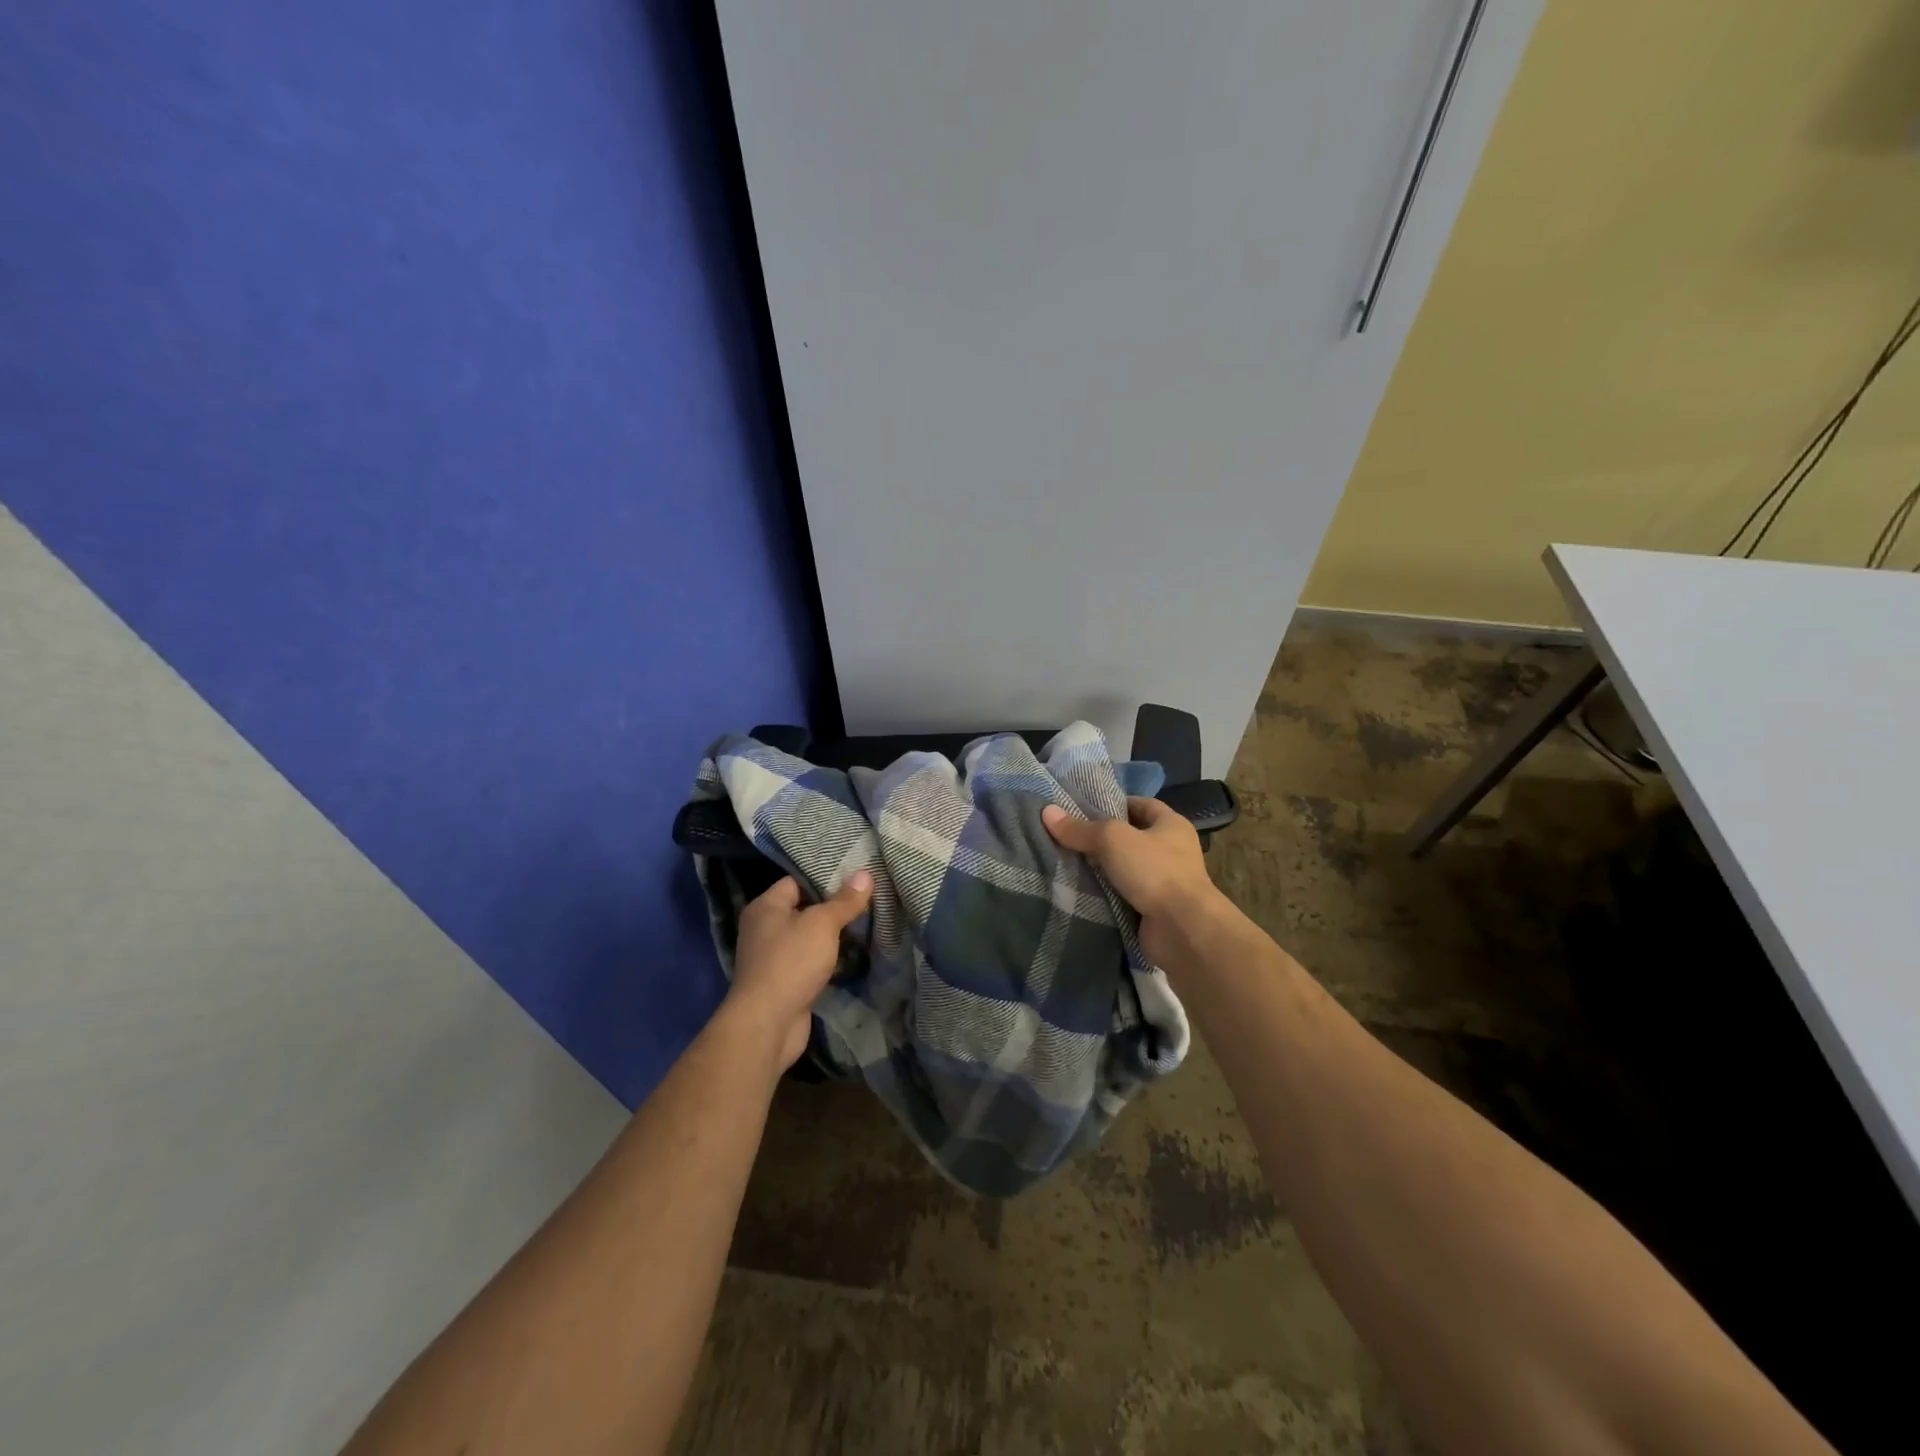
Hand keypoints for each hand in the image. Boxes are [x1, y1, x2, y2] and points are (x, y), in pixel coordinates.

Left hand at [726, 871, 873, 1069]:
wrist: (768, 1023)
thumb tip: (866, 873)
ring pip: (808, 938)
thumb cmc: (791, 962)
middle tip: (866, 900)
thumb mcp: (823, 924)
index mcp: (765, 907)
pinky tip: (851, 956)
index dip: (824, 878)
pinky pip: (809, 962)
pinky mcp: (783, 982)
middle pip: (803, 909)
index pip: (796, 881)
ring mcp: (772, 957)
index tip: (855, 877)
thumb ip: (844, 901)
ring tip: (865, 924)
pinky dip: (827, 960)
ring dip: (831, 936)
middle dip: (832, 908)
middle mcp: (763, 928)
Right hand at [1042, 797, 1224, 966]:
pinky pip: (1124, 895)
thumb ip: (1081, 828)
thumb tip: (1047, 812)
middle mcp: (1172, 851)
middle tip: (1067, 836)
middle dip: (1101, 839)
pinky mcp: (1154, 910)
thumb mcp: (1113, 840)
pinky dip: (1106, 894)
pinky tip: (1080, 891)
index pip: (1140, 804)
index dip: (1113, 803)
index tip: (1082, 808)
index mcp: (1171, 825)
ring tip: (1065, 862)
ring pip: (1125, 869)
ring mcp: (1165, 883)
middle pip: (1130, 838)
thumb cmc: (1154, 871)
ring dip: (1101, 869)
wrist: (1183, 930)